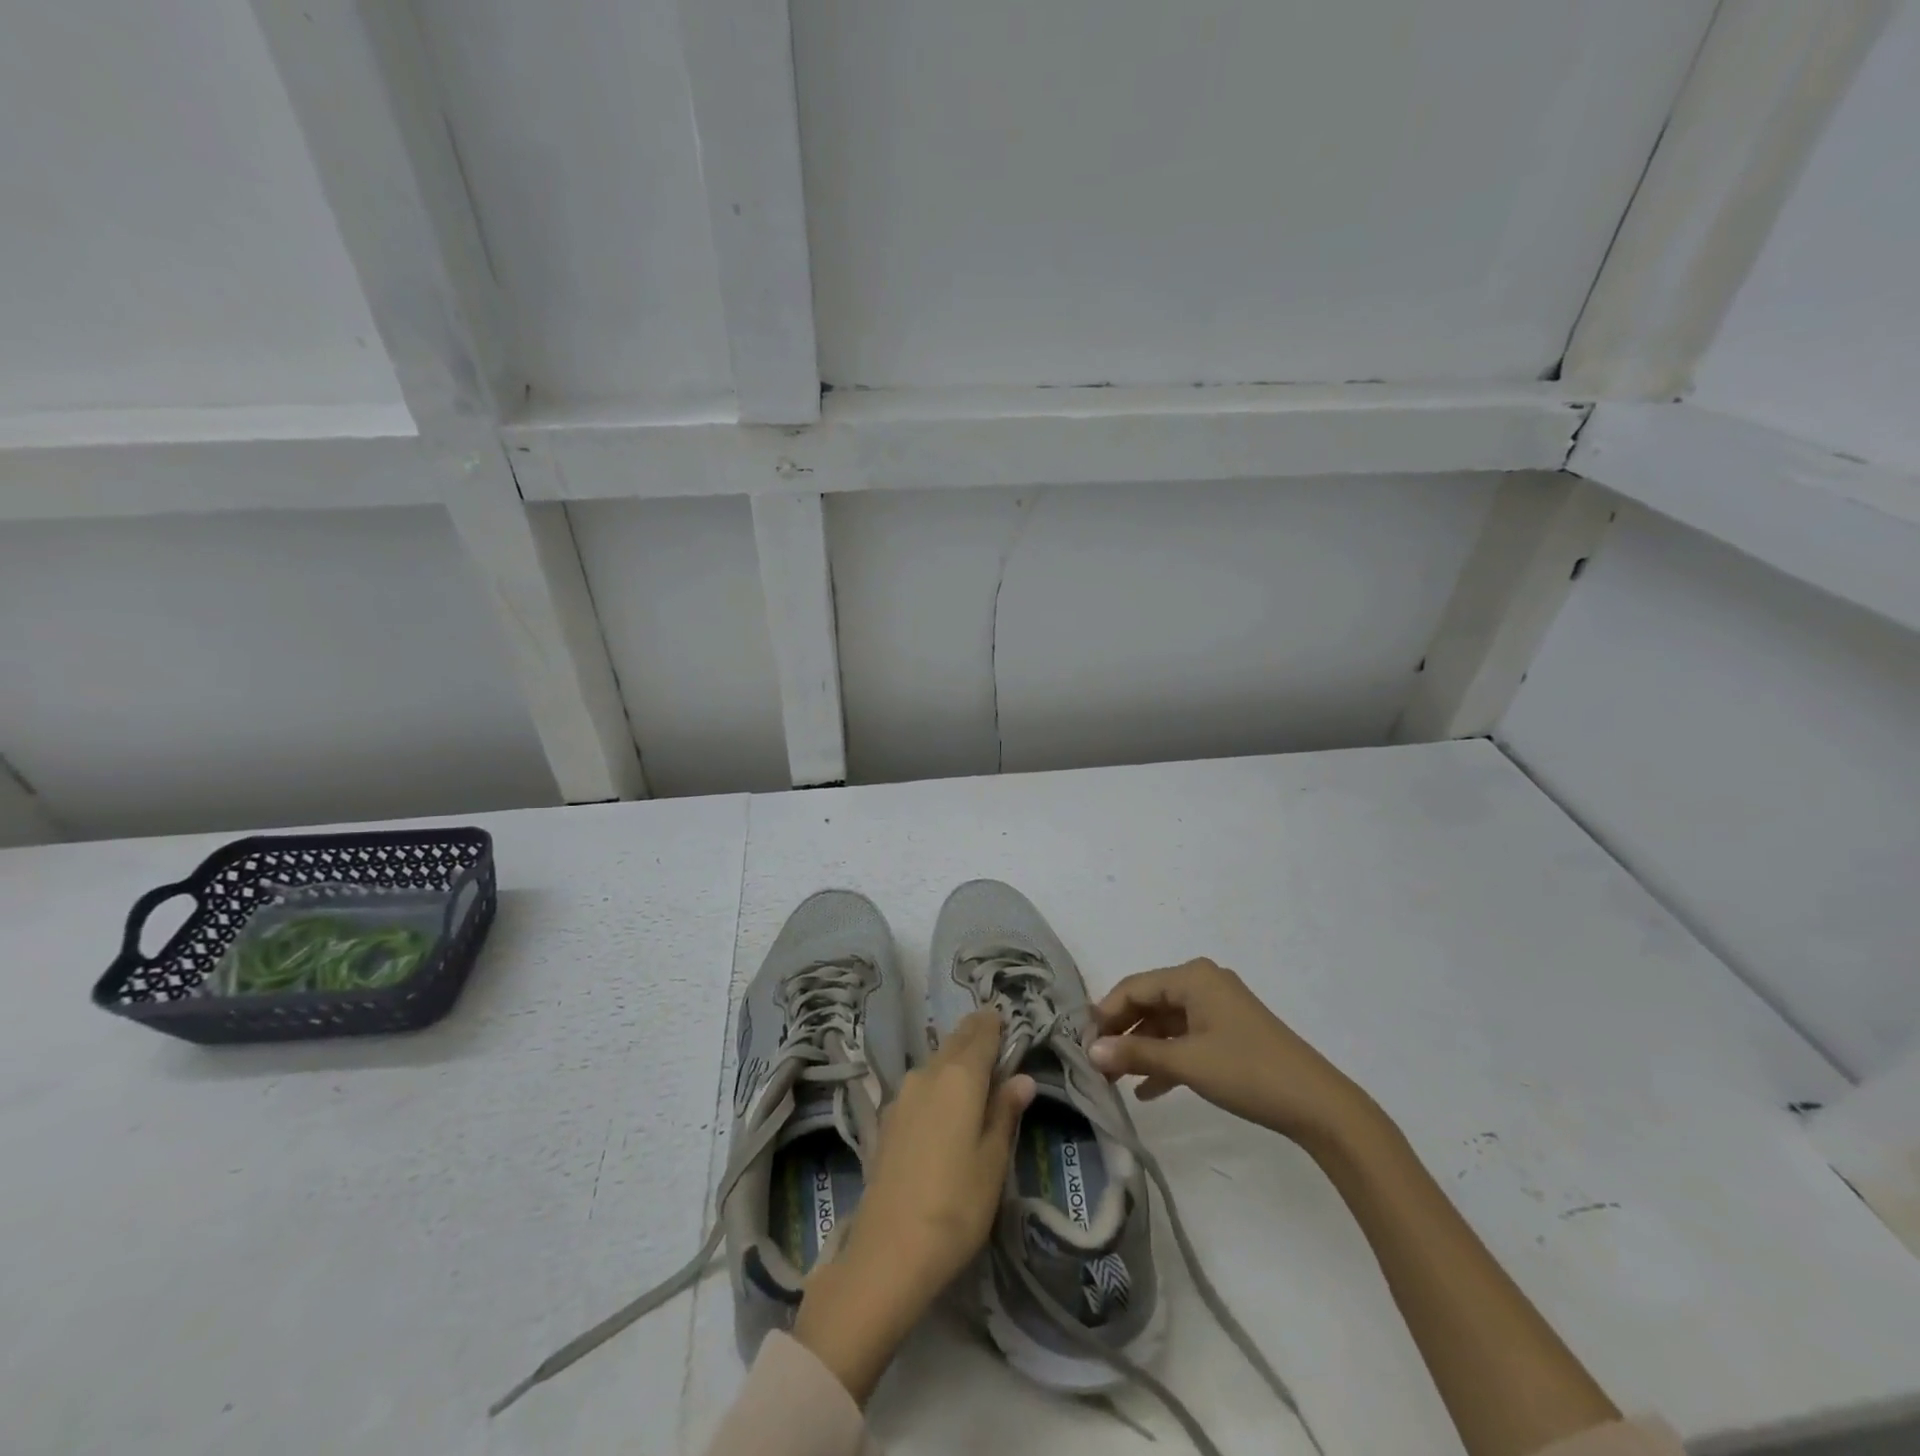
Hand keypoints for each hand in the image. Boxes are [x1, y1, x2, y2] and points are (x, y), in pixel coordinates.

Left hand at [793, 1010, 1033, 1401]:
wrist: (889, 1251)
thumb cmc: (956, 1205)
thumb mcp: (993, 1161)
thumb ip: (1005, 1112)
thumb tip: (1023, 1077)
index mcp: (960, 1077)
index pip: (982, 1035)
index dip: (996, 1024)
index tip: (1006, 1017)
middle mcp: (928, 1073)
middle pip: (956, 1042)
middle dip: (975, 1033)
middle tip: (993, 1029)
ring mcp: (903, 1095)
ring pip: (936, 1061)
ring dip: (955, 1055)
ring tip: (974, 1062)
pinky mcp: (889, 1118)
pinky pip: (921, 1083)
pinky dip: (938, 1078)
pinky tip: (945, 1096)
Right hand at [1090, 958, 1375, 1149]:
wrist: (1317, 1105)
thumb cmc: (1247, 1071)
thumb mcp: (1186, 1062)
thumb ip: (1136, 1054)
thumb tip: (1090, 1051)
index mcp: (1192, 977)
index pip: (1133, 987)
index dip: (1104, 1014)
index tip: (1081, 1044)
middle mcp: (1203, 983)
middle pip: (1148, 1002)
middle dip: (1121, 1033)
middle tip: (1095, 1063)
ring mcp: (1218, 1008)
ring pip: (1165, 1023)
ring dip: (1141, 1049)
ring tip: (1114, 1080)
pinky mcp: (1228, 1032)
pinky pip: (1185, 1039)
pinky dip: (1166, 1059)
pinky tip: (1147, 1091)